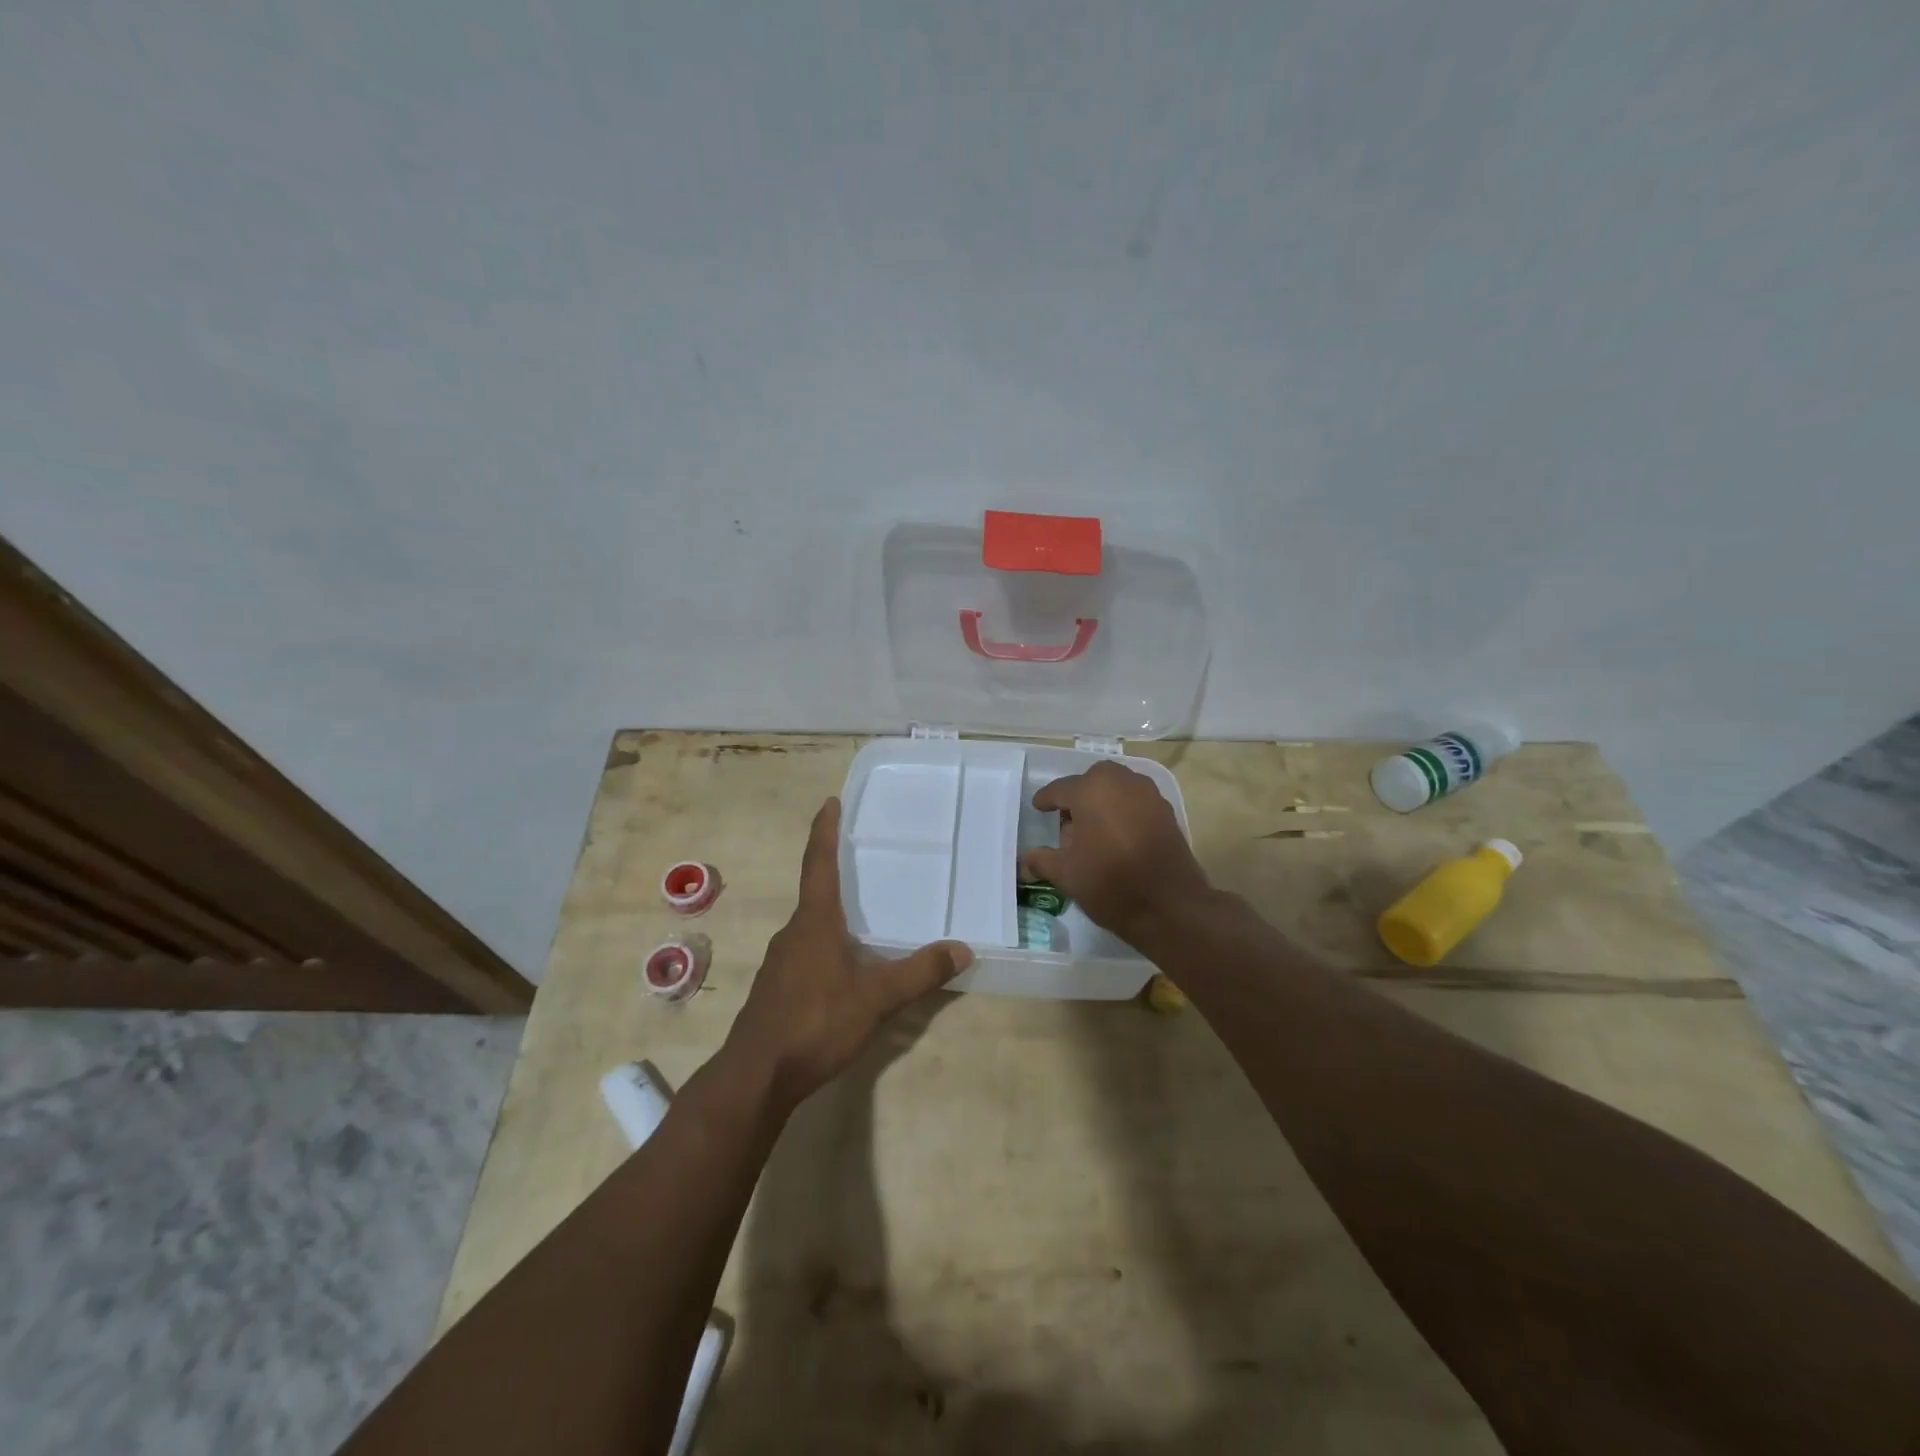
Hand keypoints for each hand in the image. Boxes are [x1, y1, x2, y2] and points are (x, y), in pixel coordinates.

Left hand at [723, 798, 971, 1115]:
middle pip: (815, 893)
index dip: (824, 830)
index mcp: (814, 922)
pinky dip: (825, 946)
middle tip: (862, 861)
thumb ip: (920, 973)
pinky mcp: (776, 989)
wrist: (756, 1076)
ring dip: (832, 915)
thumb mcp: (877, 998)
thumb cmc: (816, 1022)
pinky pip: (805, 953)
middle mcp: (793, 933)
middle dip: (835, 874)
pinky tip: (843, 969)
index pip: (818, 863)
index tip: (829, 802)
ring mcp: (780, 962)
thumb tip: (963, 949)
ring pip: (810, 927)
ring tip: (861, 918)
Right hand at [1020, 761, 1210, 944]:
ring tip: (1093, 827)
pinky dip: (1123, 809)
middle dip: (1078, 794)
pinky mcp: (1166, 811)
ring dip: (1103, 799)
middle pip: (1092, 780)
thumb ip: (1042, 860)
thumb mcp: (1066, 874)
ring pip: (1117, 786)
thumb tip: (1024, 858)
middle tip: (1068, 818)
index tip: (1038, 807)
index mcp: (1091, 790)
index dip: (1046, 799)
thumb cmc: (1109, 883)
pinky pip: (1137, 801)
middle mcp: (1121, 782)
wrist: (1170, 906)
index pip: (1060, 789)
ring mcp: (1148, 795)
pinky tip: (1117, 834)